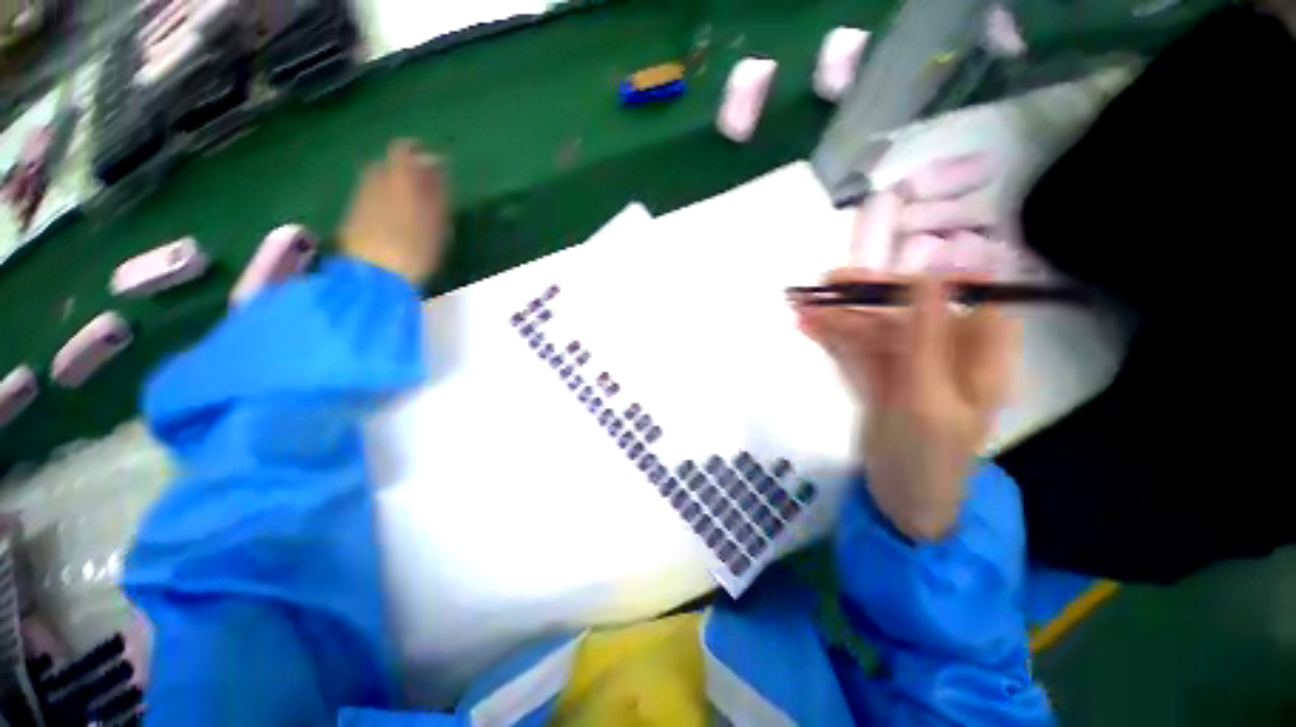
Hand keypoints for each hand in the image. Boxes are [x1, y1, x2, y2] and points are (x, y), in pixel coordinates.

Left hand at [341, 139, 449, 284]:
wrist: (376, 275)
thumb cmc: (416, 247)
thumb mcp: (437, 219)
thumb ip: (435, 188)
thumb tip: (436, 162)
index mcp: (396, 178)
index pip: (403, 149)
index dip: (417, 151)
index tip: (433, 162)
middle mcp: (373, 181)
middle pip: (387, 165)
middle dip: (405, 172)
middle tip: (425, 190)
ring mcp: (359, 198)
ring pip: (376, 182)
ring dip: (393, 188)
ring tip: (411, 207)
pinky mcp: (352, 216)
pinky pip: (369, 198)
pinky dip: (383, 202)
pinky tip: (394, 220)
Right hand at [796, 270, 1018, 540]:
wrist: (903, 504)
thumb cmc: (929, 457)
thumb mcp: (929, 396)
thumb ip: (928, 336)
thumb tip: (928, 275)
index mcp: (979, 356)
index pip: (966, 298)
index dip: (933, 277)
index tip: (890, 270)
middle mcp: (947, 354)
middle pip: (909, 312)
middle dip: (867, 298)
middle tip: (826, 283)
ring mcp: (910, 367)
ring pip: (876, 330)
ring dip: (841, 317)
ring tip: (802, 305)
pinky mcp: (881, 380)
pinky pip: (857, 351)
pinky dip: (834, 339)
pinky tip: (808, 327)